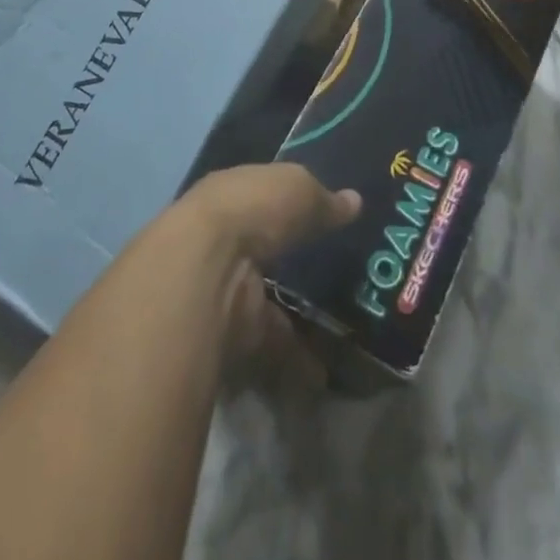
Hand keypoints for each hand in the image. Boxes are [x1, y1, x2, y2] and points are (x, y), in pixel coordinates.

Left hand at [171, 164, 359, 386]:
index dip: (291, 206)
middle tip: (336, 278)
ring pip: (265, 300)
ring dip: (295, 317)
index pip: (263, 197)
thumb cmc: (253, 209)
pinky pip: (270, 346)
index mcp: (232, 194)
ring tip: (340, 329)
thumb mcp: (298, 189)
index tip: (323, 220)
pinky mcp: (230, 333)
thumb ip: (323, 200)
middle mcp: (222, 239)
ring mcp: (224, 287)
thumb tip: (353, 202)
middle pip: (263, 250)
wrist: (206, 270)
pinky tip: (325, 370)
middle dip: (292, 264)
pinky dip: (295, 361)